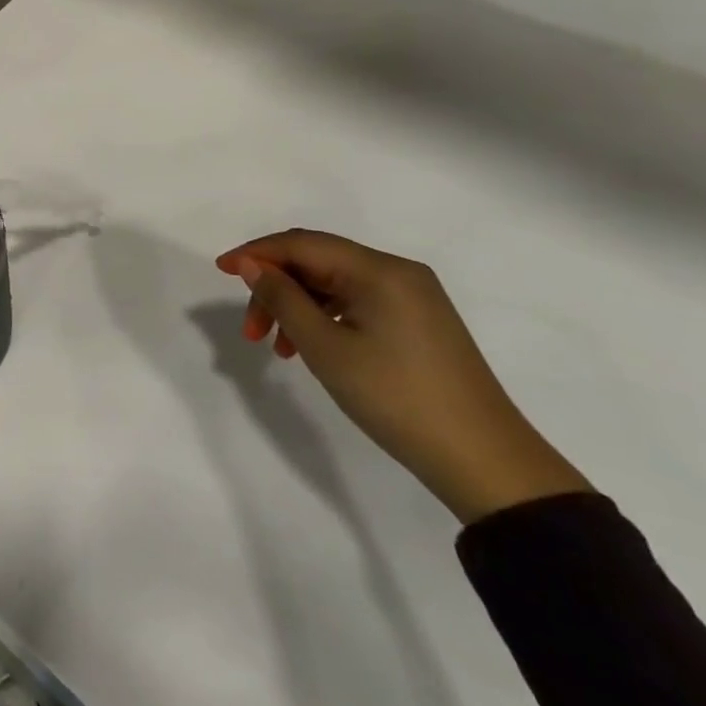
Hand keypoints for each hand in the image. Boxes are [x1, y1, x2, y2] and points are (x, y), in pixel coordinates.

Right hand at [215, 230, 590, 523]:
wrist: (485, 462)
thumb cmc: (396, 397)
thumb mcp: (326, 348)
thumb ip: (282, 298)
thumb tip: (252, 265)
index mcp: (380, 270)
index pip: (303, 243)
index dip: (256, 253)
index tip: (220, 270)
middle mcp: (398, 272)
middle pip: (318, 262)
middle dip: (275, 288)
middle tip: (250, 330)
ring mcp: (413, 297)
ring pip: (335, 285)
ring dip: (297, 307)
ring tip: (278, 348)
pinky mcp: (419, 322)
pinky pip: (357, 303)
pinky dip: (325, 319)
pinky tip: (312, 348)